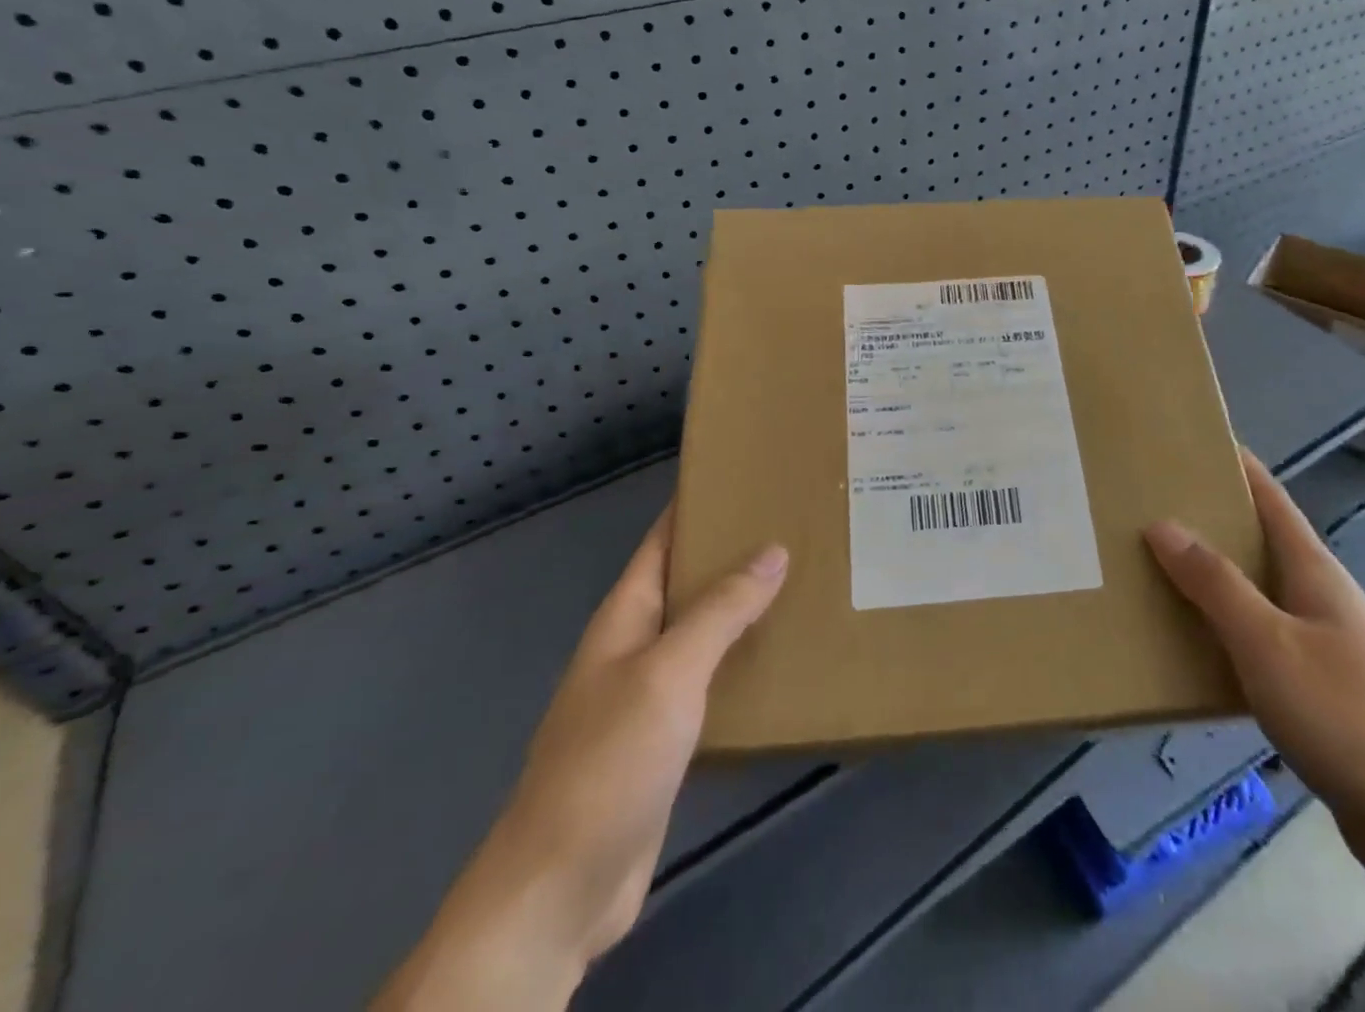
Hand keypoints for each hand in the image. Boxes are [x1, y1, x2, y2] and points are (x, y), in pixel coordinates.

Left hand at [373, 502, 788, 1011]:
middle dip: (732, 553)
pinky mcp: (667, 738)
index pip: (662, 541)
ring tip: (801, 579)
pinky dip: (742, 658)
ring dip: (743, 606)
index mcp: (625, 616)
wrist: (562, 887)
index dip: (696, 505)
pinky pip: (711, 679)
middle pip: (687, 582)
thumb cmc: (609, 761)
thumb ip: (721, 611)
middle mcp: (635, 645)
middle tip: (794, 525)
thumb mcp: (669, 673)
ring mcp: (649, 694)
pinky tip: (780, 656)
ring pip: (702, 631)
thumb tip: (772, 550)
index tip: (746, 477)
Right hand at [1144, 449, 1364, 892]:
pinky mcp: (1323, 691)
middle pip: (1261, 542)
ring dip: (1213, 580)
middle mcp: (1321, 597)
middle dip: (1210, 521)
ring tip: (1157, 572)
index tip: (1191, 442)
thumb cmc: (1346, 717)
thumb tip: (1162, 524)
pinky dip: (1226, 632)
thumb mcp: (1267, 643)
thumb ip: (1214, 583)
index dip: (1236, 465)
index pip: (1270, 498)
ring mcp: (1326, 644)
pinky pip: (1262, 641)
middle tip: (1150, 508)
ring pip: (1258, 594)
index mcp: (1314, 571)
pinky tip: (1196, 648)